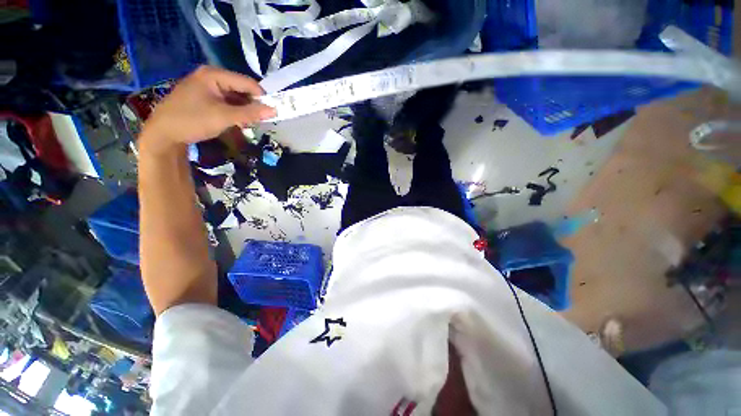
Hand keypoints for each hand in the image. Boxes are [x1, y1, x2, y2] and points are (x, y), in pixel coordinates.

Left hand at [140, 66, 275, 152]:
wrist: (163, 133)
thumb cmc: (192, 120)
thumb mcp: (224, 117)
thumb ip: (250, 113)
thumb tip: (275, 110)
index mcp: (214, 75)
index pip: (247, 83)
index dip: (262, 98)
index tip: (271, 114)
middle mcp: (211, 76)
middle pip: (241, 89)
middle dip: (252, 105)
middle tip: (259, 121)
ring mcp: (206, 86)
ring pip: (235, 97)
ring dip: (244, 110)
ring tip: (249, 124)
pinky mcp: (204, 96)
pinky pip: (226, 101)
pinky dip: (235, 112)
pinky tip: (237, 122)